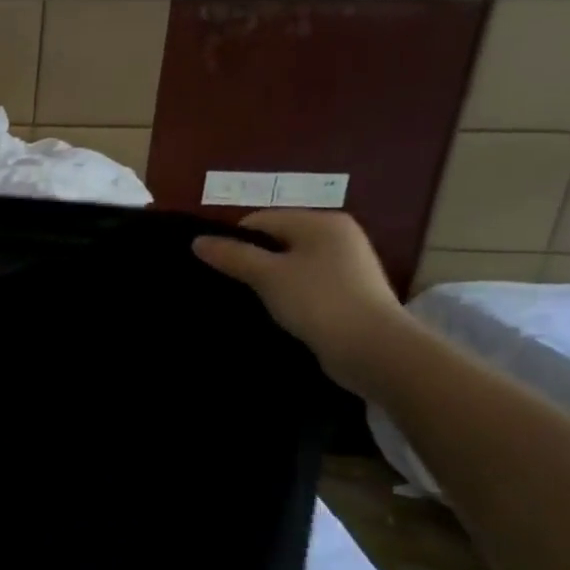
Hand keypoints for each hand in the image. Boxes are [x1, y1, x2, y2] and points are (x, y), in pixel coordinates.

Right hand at [192, 211, 407, 392]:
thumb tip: (197, 241)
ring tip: (252, 301)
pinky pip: (306, 283)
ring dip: (269, 279)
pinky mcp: (349, 291)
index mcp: (320, 222)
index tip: (217, 269)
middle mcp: (337, 235)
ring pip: (291, 263)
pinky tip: (278, 312)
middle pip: (277, 240)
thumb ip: (232, 256)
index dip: (234, 241)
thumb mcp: (267, 276)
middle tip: (231, 286)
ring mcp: (347, 264)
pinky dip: (288, 293)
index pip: (261, 220)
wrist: (372, 348)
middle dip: (252, 260)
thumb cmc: (317, 301)